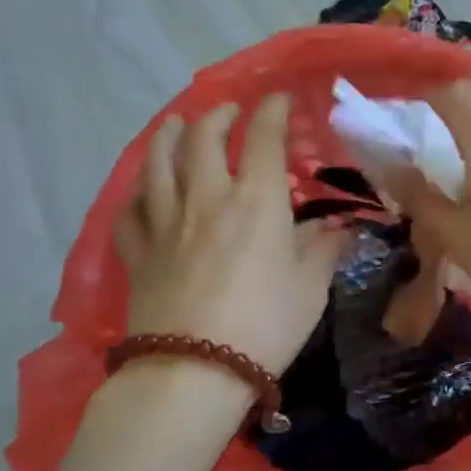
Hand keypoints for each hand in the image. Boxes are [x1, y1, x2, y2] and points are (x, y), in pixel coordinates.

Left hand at [113, 94, 344, 385]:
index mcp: (257, 202)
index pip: (263, 138)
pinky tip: (143, 189)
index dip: (272, 111)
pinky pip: (130, 211)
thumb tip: (340, 228)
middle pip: (203, 138)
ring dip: (169, 135)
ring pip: (158, 163)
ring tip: (177, 124)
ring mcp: (166, 223)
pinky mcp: (138, 253)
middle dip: (218, 115)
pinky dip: (137, 191)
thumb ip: (324, 250)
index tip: (278, 98)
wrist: (194, 372)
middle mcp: (208, 199)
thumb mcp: (311, 288)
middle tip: (229, 111)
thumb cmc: (266, 326)